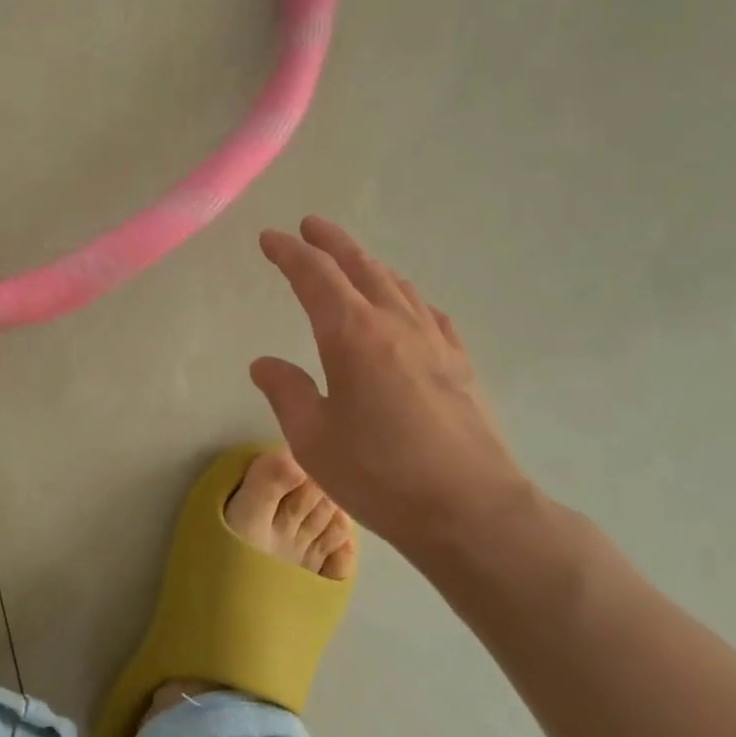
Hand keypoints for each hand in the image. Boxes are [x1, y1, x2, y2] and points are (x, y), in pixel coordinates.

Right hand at [251, 216, 538, 560]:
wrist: (472, 510)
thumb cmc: (380, 474)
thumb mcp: (313, 439)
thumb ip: (287, 392)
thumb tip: (264, 364)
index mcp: (351, 334)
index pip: (315, 276)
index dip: (290, 253)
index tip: (271, 238)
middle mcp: (394, 324)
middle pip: (360, 266)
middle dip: (332, 242)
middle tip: (311, 226)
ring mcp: (434, 341)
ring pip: (397, 285)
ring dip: (369, 265)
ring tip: (352, 260)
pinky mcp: (460, 364)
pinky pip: (428, 313)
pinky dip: (407, 296)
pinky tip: (407, 306)